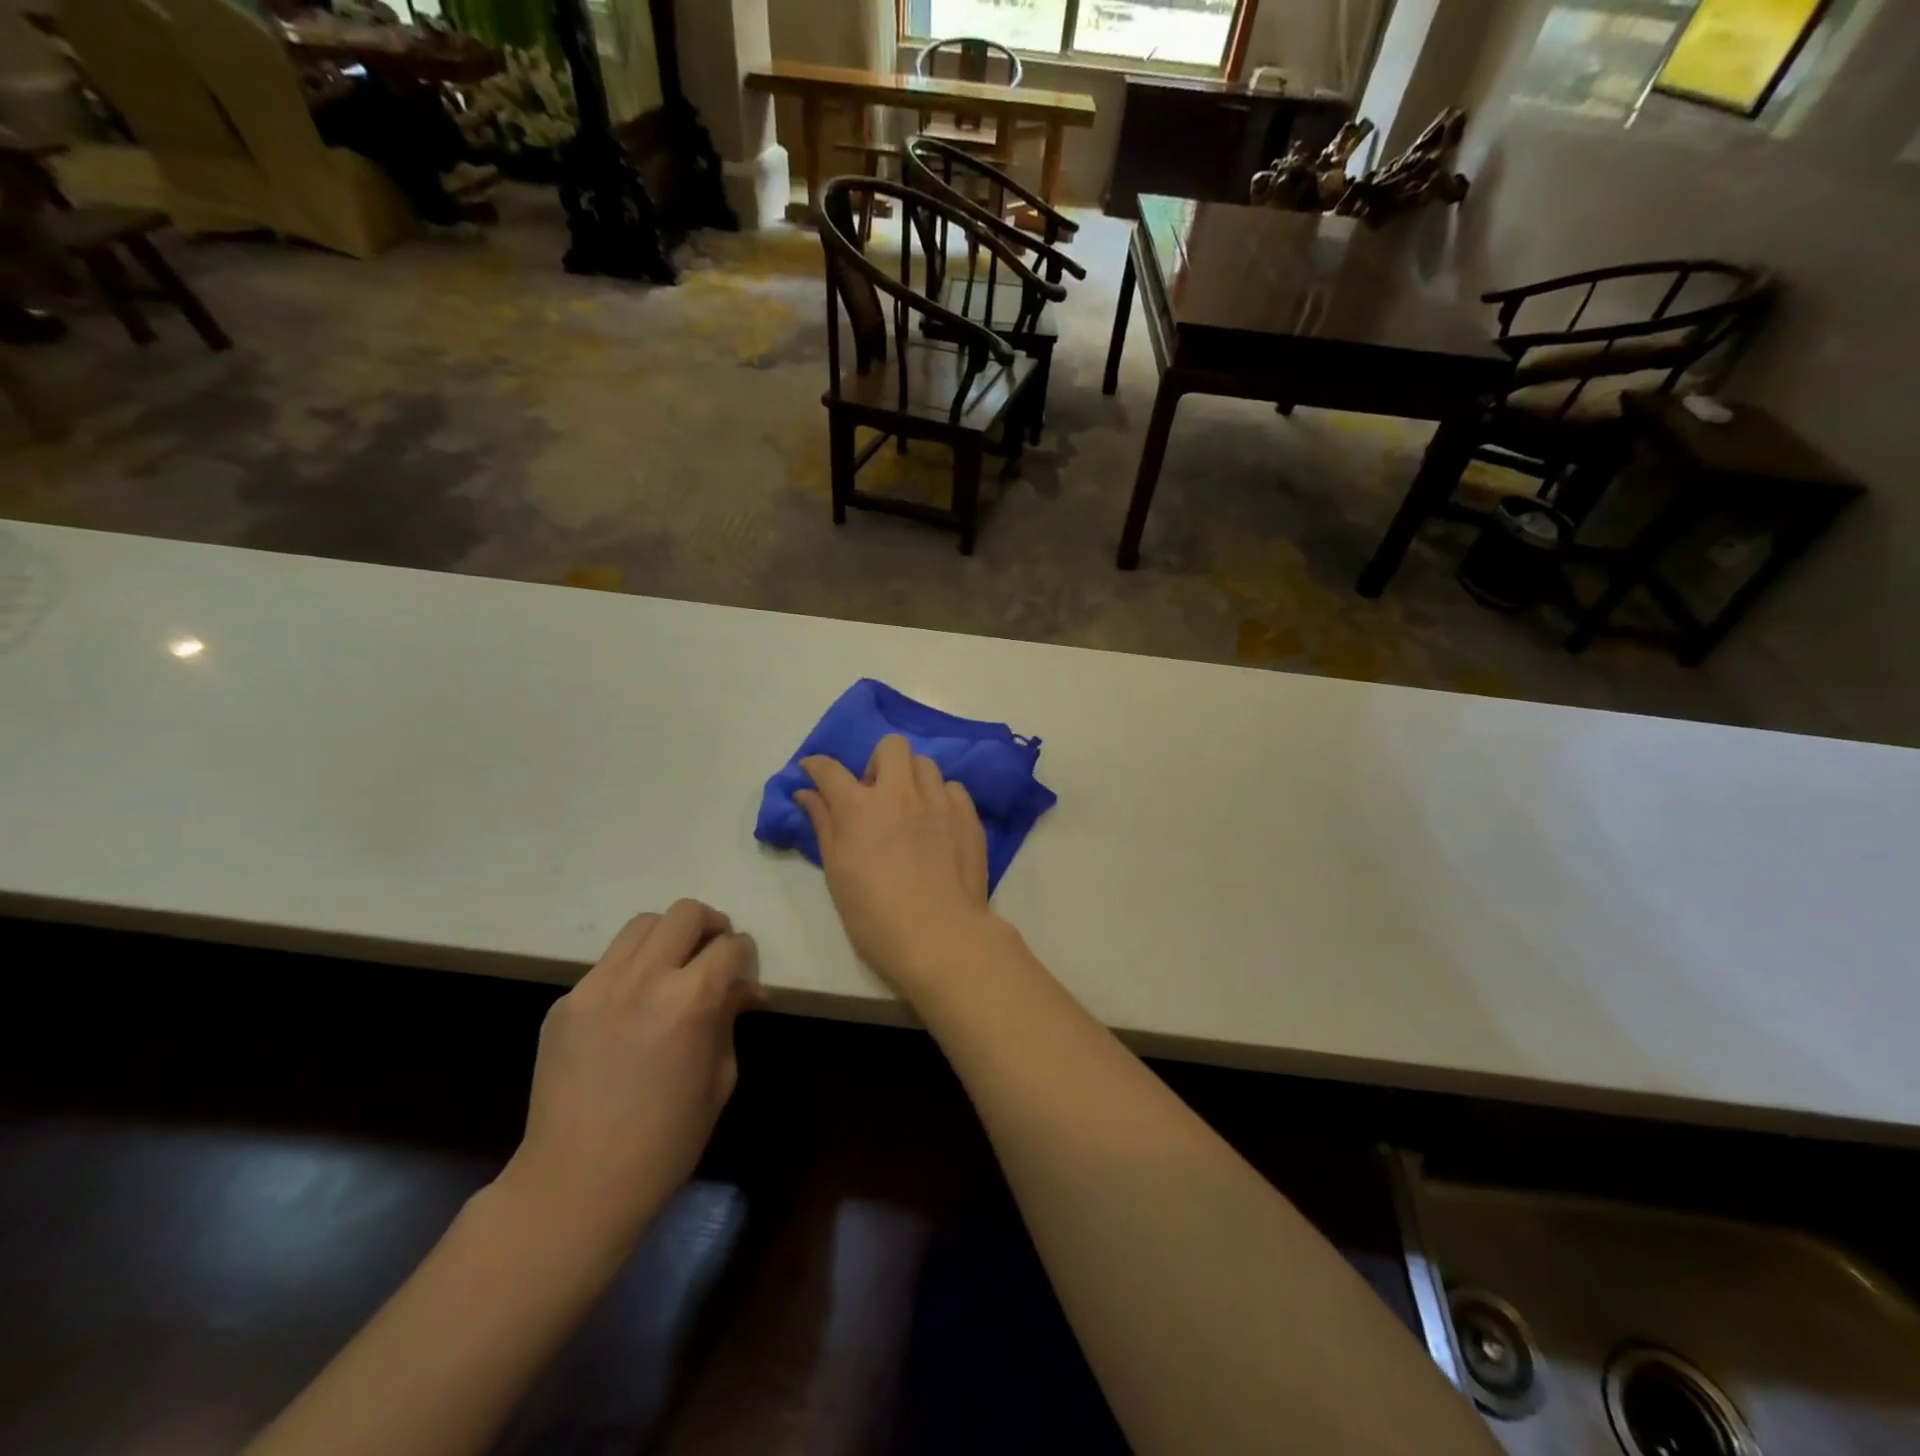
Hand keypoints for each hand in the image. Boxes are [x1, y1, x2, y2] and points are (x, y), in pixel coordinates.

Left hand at [498, 900, 760, 1258]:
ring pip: (641, 926)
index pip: (730, 946)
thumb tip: (743, 989)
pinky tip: (630, 1010)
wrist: (576, 1184)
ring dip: (667, 938)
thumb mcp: (719, 1078)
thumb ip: (730, 1019)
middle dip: (710, 925)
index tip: (744, 972)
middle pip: (685, 913)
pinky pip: (607, 965)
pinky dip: (630, 971)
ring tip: (672, 969)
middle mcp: (644, 978)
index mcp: (690, 999)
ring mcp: (596, 986)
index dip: (745, 955)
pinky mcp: (565, 1003)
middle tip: (714, 953)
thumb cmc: (666, 1141)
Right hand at [797, 736, 993, 994]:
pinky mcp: (968, 815)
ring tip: (910, 810)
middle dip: (878, 763)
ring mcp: (938, 801)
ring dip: (911, 779)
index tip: (812, 771)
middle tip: (875, 796)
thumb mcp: (837, 873)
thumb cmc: (875, 915)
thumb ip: (823, 825)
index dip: (816, 766)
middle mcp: (900, 792)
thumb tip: (806, 793)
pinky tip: (938, 824)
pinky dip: (941, 798)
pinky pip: (953, 788)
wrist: (940, 936)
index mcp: (860, 807)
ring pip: (925, 765)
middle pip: (890, 747)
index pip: (830, 769)